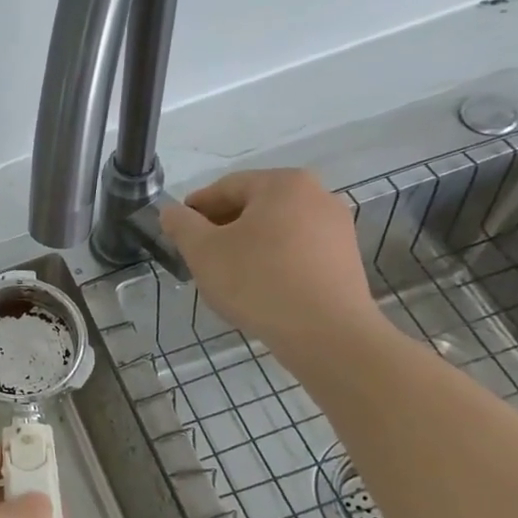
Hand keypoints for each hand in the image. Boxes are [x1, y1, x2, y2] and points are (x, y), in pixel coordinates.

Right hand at [159, 168, 383, 359]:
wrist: (326, 333)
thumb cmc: (258, 282)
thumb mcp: (203, 251)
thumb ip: (181, 225)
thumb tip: (171, 211)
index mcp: (283, 184)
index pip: (226, 187)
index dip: (196, 208)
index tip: (178, 231)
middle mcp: (317, 195)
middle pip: (254, 206)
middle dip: (222, 227)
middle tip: (198, 255)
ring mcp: (337, 227)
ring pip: (276, 229)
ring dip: (247, 245)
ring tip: (227, 274)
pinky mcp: (346, 258)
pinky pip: (297, 250)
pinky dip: (273, 260)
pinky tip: (259, 287)